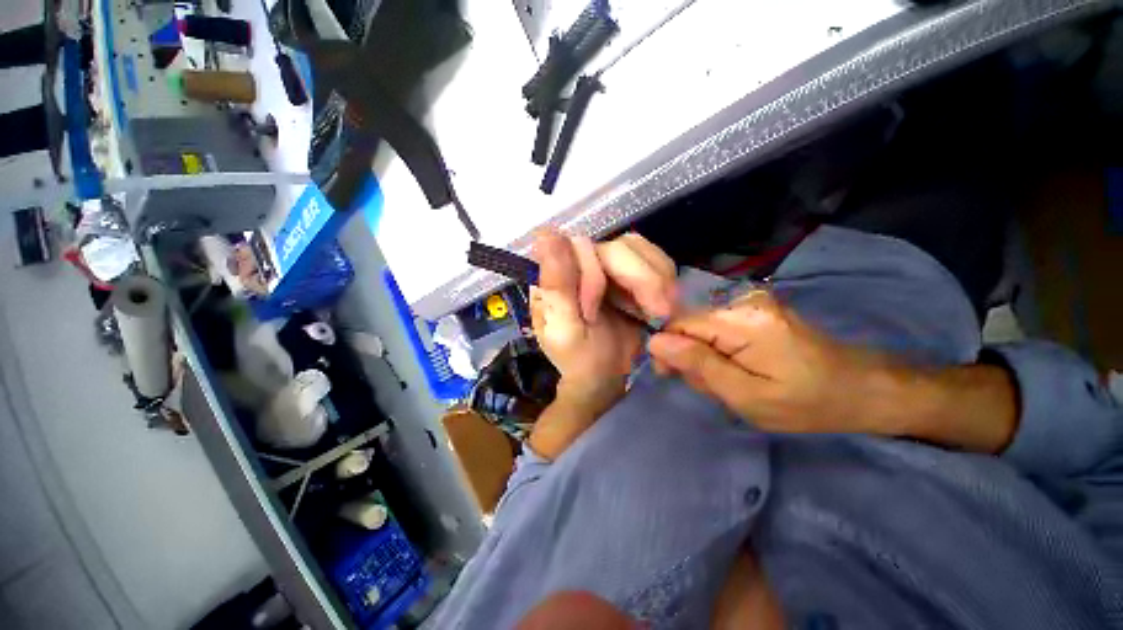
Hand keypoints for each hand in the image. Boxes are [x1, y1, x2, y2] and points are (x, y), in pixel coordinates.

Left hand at [530, 232, 675, 406]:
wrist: (606, 377)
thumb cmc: (580, 360)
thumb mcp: (564, 331)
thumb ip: (557, 288)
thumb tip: (546, 236)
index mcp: (556, 274)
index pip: (581, 249)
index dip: (595, 278)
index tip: (592, 314)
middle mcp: (581, 262)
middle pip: (619, 246)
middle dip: (640, 281)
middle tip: (657, 313)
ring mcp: (607, 264)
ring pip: (640, 249)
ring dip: (657, 281)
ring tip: (660, 313)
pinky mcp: (631, 272)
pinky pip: (656, 260)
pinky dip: (665, 282)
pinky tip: (661, 306)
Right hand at [647, 291, 1018, 450]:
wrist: (862, 388)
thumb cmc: (806, 401)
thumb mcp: (747, 395)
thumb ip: (699, 365)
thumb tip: (655, 342)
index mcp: (740, 320)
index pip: (678, 322)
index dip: (667, 348)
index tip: (670, 375)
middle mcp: (742, 301)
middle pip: (688, 324)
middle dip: (689, 356)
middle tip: (711, 386)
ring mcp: (750, 302)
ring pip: (701, 329)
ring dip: (704, 356)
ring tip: (728, 381)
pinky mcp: (754, 310)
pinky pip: (717, 329)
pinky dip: (718, 351)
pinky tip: (735, 369)